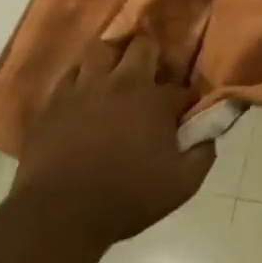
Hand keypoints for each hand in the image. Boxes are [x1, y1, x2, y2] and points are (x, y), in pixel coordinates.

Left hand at [9, 39, 213, 248]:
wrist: (58, 216)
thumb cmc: (126, 198)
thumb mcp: (182, 184)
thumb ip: (203, 153)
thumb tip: (209, 134)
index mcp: (155, 100)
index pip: (181, 87)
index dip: (186, 99)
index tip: (185, 113)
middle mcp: (121, 83)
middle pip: (141, 46)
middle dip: (152, 54)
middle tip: (152, 74)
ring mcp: (83, 90)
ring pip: (100, 50)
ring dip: (112, 58)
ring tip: (114, 74)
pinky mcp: (52, 104)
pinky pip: (68, 75)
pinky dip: (80, 78)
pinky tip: (83, 93)